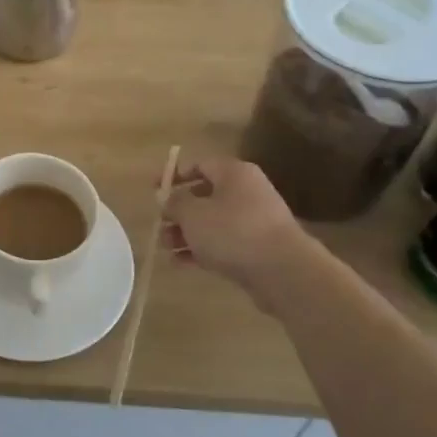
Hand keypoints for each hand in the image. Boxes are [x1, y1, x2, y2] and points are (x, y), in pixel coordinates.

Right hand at [162, 157, 321, 303]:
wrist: (283, 272)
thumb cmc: (233, 231)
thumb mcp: (193, 214)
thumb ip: (175, 202)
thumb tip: (166, 197)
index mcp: (234, 173)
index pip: (200, 164)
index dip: (174, 175)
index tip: (154, 189)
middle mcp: (247, 192)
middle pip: (205, 195)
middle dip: (178, 210)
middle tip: (160, 223)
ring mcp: (254, 221)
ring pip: (212, 222)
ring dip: (186, 233)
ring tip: (165, 246)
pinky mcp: (257, 248)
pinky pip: (223, 243)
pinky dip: (202, 250)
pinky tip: (181, 262)